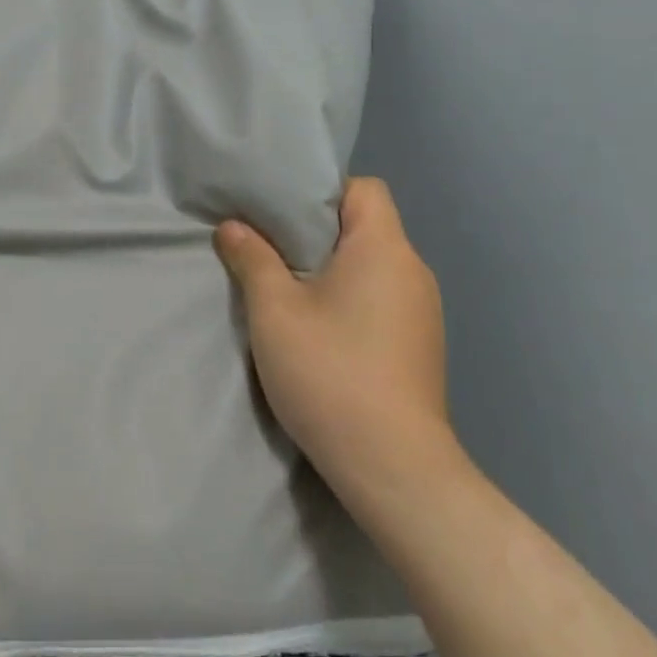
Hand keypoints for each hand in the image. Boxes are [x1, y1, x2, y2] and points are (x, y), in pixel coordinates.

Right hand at [215, 178, 454, 509]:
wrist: (394, 468)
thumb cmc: (331, 372)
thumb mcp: (274, 311)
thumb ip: (252, 259)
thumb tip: (232, 226)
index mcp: (384, 248)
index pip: (365, 189)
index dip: (323, 191)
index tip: (283, 214)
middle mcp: (413, 271)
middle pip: (367, 226)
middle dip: (319, 233)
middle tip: (271, 248)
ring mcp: (424, 312)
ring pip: (373, 267)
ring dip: (334, 270)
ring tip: (290, 291)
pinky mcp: (421, 346)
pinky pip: (383, 299)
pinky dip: (353, 300)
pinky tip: (323, 332)